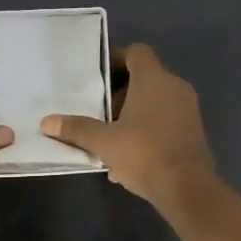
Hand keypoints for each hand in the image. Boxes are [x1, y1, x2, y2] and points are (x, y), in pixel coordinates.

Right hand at [40, 43, 217, 211]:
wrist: (188, 188)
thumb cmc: (144, 154)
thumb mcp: (104, 142)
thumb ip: (76, 129)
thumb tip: (46, 122)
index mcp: (154, 79)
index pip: (136, 52)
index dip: (116, 59)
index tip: (98, 79)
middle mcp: (175, 87)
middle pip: (144, 78)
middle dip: (120, 94)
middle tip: (100, 114)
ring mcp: (188, 109)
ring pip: (155, 102)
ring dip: (132, 115)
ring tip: (111, 139)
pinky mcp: (194, 131)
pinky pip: (165, 121)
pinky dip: (147, 130)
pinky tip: (129, 159)